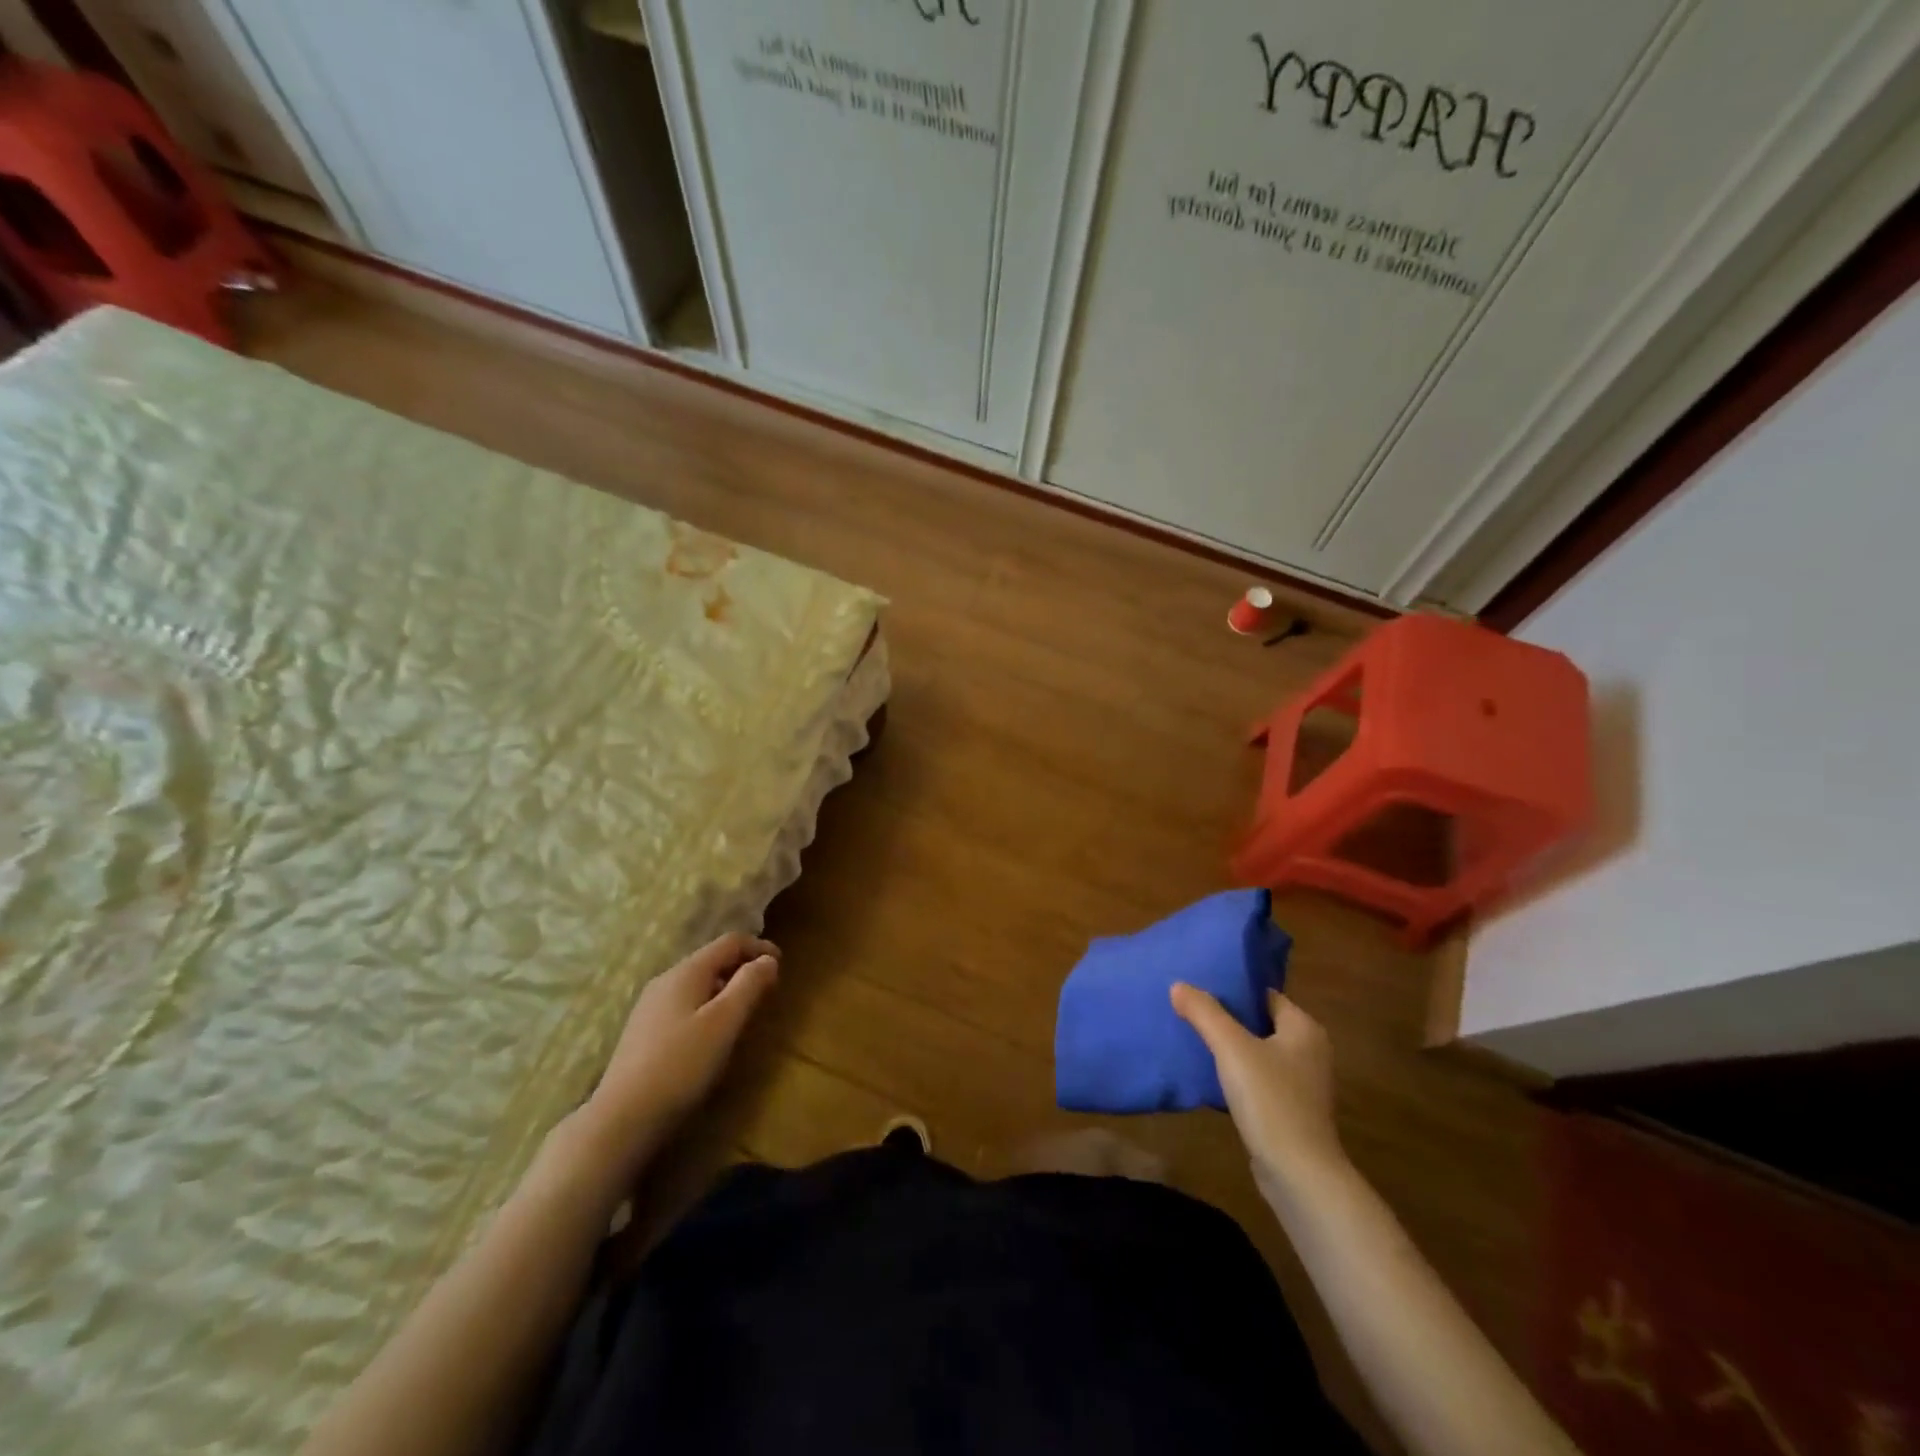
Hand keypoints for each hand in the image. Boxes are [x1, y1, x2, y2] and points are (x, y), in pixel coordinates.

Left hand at [578, 933, 780, 1160]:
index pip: (729, 942)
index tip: (781, 964)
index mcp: (686, 972)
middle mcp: (665, 981)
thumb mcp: (724, 1022)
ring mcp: (650, 1007)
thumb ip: (749, 985)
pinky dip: (708, 1006)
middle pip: (712, 960)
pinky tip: (712, 1033)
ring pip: (697, 983)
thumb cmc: (681, 1065)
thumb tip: (768, 959)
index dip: (759, 947)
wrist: (622, 1118)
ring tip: (744, 1011)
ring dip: (726, 988)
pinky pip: (685, 1004)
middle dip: (742, 968)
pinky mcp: (644, 1032)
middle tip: (767, 989)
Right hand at [1171, 985, 1347, 1197]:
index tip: (1199, 986)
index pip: (1264, 995)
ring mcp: (1302, 1083)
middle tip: (1189, 1009)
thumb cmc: (1270, 1100)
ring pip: (1257, 1052)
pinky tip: (1209, 1075)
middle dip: (1226, 1017)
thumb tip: (1178, 985)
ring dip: (1230, 1047)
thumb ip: (1205, 1013)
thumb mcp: (1231, 1048)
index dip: (1233, 989)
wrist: (1298, 1175)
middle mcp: (1309, 1051)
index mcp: (1304, 1028)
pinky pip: (1258, 1079)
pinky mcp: (1291, 1110)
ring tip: (1192, 1037)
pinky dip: (1237, 1074)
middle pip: (1260, 1022)